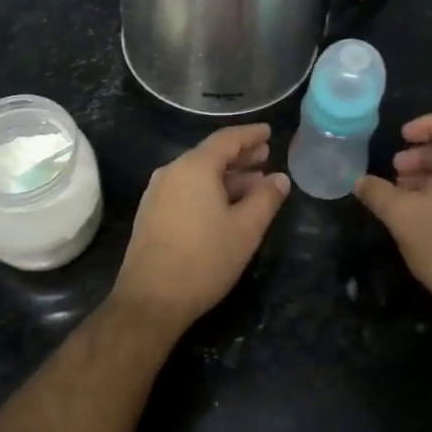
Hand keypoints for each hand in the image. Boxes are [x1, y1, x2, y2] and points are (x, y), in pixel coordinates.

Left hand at [114, 123, 289, 326]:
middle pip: (210, 155)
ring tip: (254, 183)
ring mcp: (157, 193)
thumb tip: (280, 178)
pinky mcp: (152, 213)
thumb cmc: (204, 259)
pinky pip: (186, 189)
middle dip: (240, 155)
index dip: (250, 135)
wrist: (151, 299)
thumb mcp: (245, 229)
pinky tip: (226, 205)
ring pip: (198, 174)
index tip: (269, 132)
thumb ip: (266, 199)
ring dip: (227, 176)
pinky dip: (209, 190)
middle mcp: (172, 172)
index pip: (226, 139)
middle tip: (266, 156)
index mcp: (194, 167)